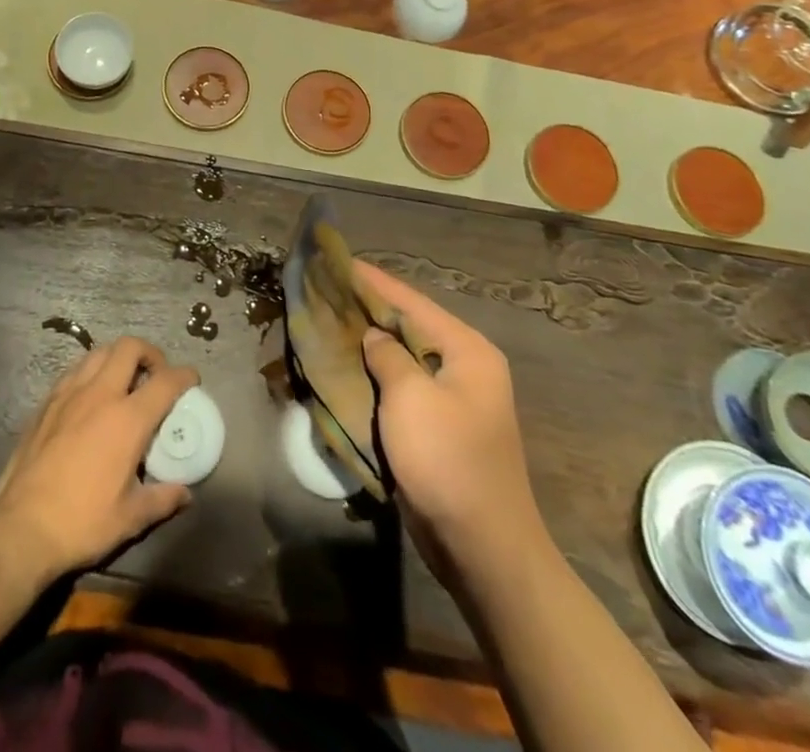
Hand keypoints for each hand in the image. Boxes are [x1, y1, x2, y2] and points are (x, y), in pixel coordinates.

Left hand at [0, 337, 197, 581]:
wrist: (21, 527)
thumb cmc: (82, 522)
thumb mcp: (130, 518)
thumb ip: (162, 499)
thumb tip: (185, 493)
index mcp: (127, 419)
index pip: (165, 381)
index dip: (184, 375)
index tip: (192, 379)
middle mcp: (100, 394)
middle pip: (129, 347)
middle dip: (149, 353)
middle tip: (155, 374)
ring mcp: (69, 393)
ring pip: (99, 352)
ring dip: (118, 358)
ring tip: (124, 381)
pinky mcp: (46, 402)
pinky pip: (75, 370)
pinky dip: (91, 371)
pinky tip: (90, 396)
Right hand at [356, 261, 542, 562]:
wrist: (482, 549)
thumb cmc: (447, 461)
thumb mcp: (410, 398)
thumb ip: (387, 355)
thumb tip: (373, 335)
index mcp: (467, 350)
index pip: (411, 301)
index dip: (372, 281)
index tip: (337, 261)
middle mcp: (465, 366)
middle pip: (409, 325)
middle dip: (368, 309)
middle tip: (327, 291)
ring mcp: (454, 398)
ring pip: (403, 357)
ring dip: (370, 343)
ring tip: (330, 322)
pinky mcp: (440, 426)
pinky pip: (403, 387)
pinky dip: (376, 374)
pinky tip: (348, 366)